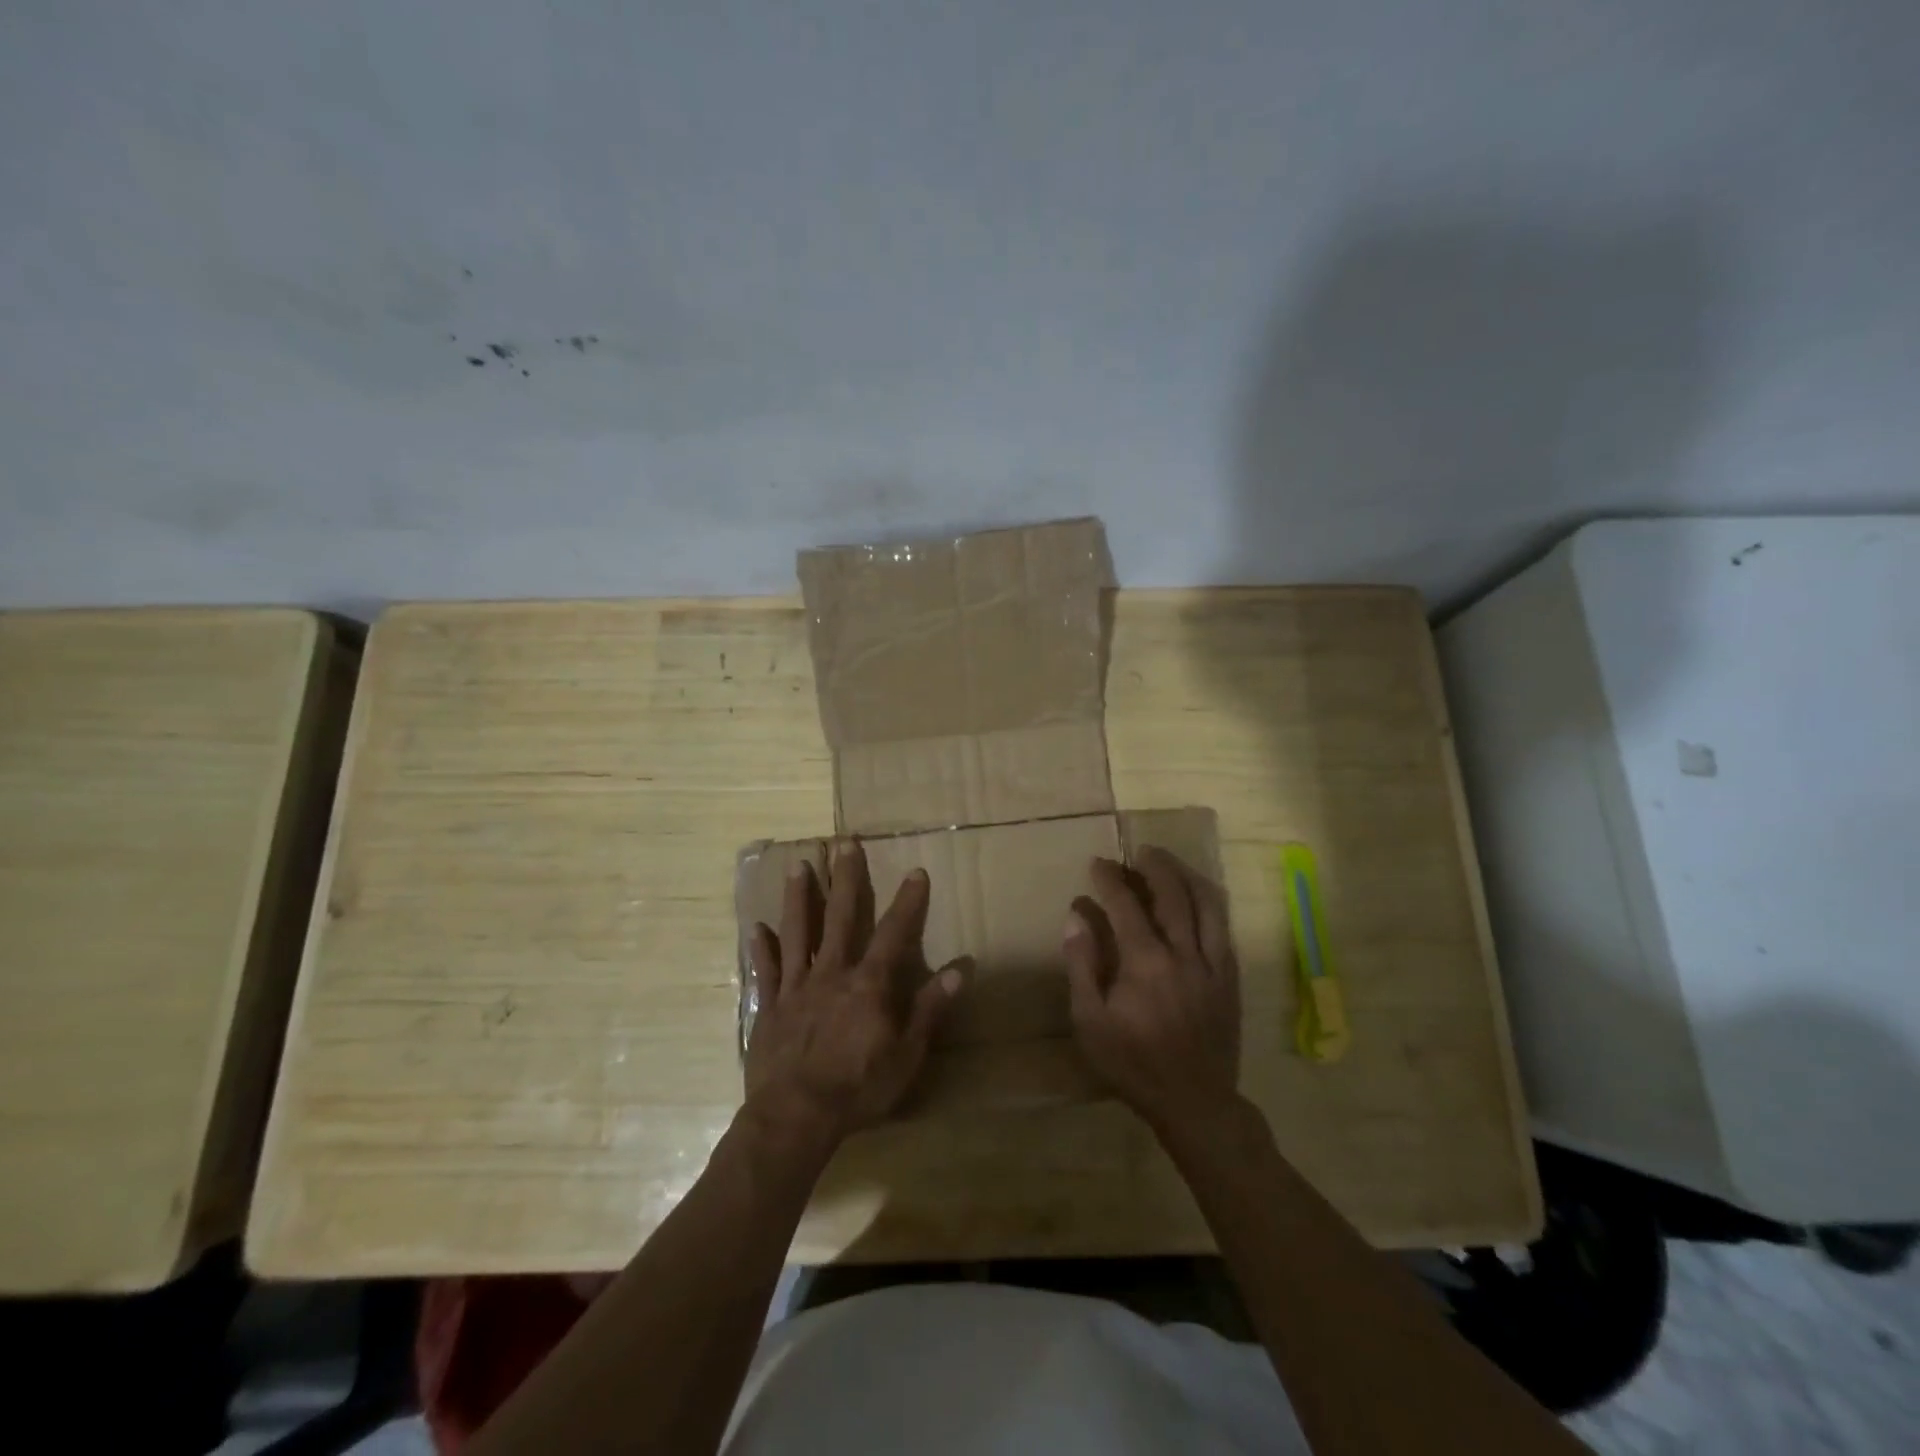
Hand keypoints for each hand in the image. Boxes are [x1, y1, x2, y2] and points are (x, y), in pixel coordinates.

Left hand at [745, 842, 962, 1151]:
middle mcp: (832, 974)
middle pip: (840, 918)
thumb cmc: (858, 1089)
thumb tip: (960, 969)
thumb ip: (930, 1009)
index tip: (915, 870)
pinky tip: (756, 928)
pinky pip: (765, 972)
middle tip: (844, 843)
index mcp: (868, 984)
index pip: (894, 933)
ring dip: (800, 898)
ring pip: (798, 933)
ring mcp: (796, 988)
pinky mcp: (769, 1007)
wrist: (795, 1118)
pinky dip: (761, 950)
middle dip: (845, 879)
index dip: (907, 902)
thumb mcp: (907, 1055)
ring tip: (799, 865)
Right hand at [1063, 847, 1240, 1137]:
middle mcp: (1183, 954)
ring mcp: (1213, 965)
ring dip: (1187, 877)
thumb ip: (1082, 964)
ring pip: (1207, 905)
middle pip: (1173, 895)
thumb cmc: (1133, 1064)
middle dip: (1155, 866)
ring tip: (1171, 863)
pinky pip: (1224, 929)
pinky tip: (1200, 899)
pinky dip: (1211, 904)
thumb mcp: (1090, 1021)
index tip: (1099, 863)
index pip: (1126, 906)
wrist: (1195, 1103)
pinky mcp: (1230, 978)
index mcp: (1145, 963)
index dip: (1111, 879)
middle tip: (1140, 851)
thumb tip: (1077, 915)